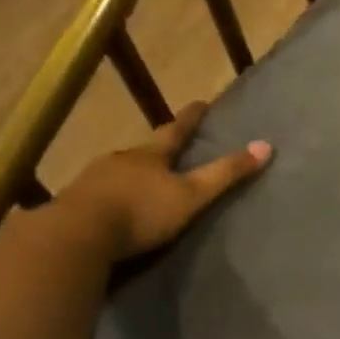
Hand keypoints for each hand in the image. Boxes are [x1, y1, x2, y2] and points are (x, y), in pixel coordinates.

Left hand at [54, 101, 270, 260]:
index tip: (201, 103)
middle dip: (157, 151)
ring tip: (141, 183)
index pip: (176, 130)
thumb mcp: (191, 195)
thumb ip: (225, 174)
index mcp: (150, 156)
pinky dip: (111, 198)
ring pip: (118, 172)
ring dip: (131, 175)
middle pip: (144, 151)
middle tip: (168, 152)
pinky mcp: (74, 204)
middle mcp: (120, 160)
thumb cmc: (141, 212)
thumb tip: (266, 146)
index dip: (190, 118)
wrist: (77, 235)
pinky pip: (98, 195)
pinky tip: (112, 209)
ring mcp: (93, 180)